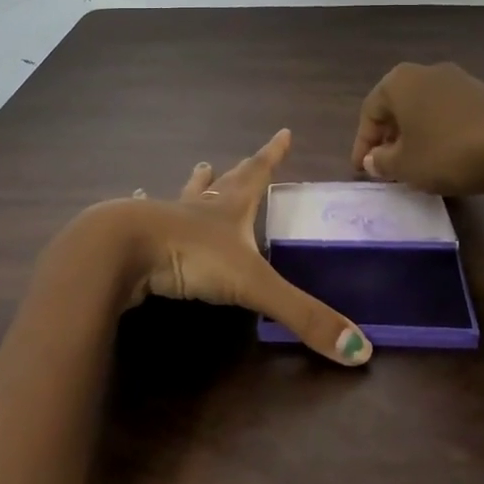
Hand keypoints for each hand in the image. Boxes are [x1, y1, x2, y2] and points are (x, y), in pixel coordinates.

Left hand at [124, 129, 371, 365]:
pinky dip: (145, 208)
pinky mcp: (137, 236)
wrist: (123, 250)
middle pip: (223, 183)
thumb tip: (361, 351)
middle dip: (237, 170)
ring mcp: (165, 218)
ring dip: (196, 185)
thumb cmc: (191, 256)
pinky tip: (135, 199)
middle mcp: (199, 207)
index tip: (283, 132)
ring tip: (199, 166)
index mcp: (229, 210)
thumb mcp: (253, 285)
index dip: (273, 156)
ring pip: (185, 196)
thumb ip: (302, 316)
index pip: (258, 175)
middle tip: (241, 156)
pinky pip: (145, 218)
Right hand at [351, 61, 483, 196]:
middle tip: (385, 167)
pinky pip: (447, 113)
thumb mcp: (406, 166)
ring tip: (415, 165)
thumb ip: (382, 162)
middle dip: (388, 138)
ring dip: (414, 136)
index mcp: (398, 82)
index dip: (362, 145)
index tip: (361, 171)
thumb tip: (374, 159)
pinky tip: (445, 157)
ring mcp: (457, 80)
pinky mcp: (483, 94)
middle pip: (396, 107)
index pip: (369, 113)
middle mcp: (425, 72)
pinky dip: (438, 133)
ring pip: (423, 110)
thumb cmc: (450, 153)